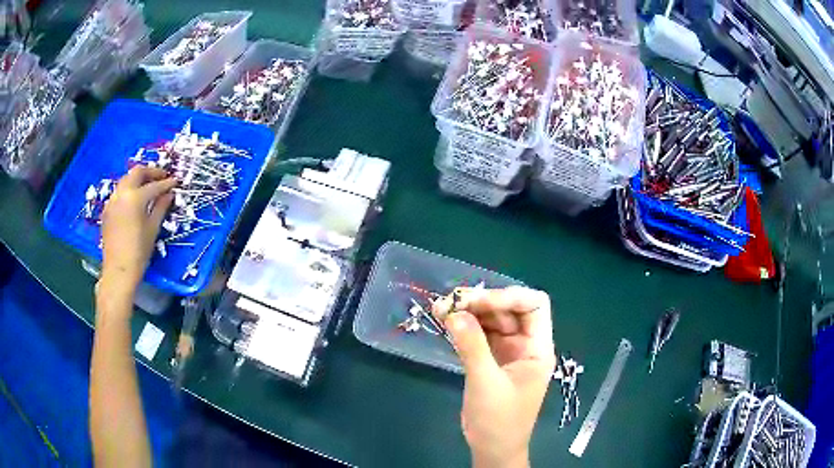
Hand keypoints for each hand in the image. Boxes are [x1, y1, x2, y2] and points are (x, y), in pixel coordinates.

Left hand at [100, 166, 175, 289]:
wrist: (118, 271)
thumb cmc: (138, 252)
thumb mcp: (152, 229)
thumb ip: (161, 207)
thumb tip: (169, 194)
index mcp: (134, 198)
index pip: (154, 185)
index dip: (166, 183)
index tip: (175, 182)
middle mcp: (121, 194)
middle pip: (137, 172)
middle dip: (151, 172)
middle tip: (162, 177)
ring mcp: (112, 201)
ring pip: (126, 180)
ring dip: (138, 180)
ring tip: (149, 187)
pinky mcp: (107, 210)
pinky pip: (119, 192)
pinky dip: (129, 190)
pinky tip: (135, 200)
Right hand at [434, 287, 555, 467]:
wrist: (493, 449)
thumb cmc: (499, 420)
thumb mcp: (486, 383)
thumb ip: (472, 345)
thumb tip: (454, 312)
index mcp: (537, 348)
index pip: (534, 306)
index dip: (509, 296)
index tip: (476, 301)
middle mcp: (525, 345)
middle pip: (509, 310)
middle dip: (482, 302)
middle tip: (450, 302)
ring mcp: (508, 352)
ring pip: (492, 321)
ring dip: (469, 312)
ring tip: (441, 308)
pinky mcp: (492, 361)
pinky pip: (480, 335)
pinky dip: (464, 327)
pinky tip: (446, 322)